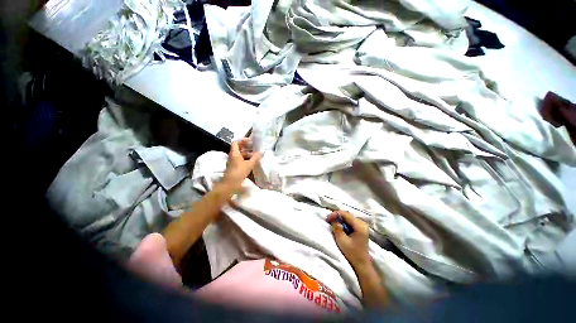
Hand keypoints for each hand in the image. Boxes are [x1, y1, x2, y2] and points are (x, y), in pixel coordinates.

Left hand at [221, 138, 261, 192]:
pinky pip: (240, 159)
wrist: (230, 183)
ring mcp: (233, 161)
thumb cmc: (239, 172)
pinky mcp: (234, 166)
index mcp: (234, 153)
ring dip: (247, 153)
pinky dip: (245, 159)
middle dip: (246, 147)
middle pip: (238, 148)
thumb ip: (255, 158)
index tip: (250, 141)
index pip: (236, 142)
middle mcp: (232, 156)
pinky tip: (252, 162)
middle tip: (254, 148)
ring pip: (240, 154)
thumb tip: (262, 152)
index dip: (242, 141)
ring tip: (255, 155)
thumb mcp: (249, 164)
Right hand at [327, 211, 370, 268]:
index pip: (346, 214)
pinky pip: (350, 221)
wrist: (361, 264)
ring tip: (332, 222)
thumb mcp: (342, 240)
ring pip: (348, 217)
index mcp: (360, 225)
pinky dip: (343, 222)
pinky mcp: (360, 229)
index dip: (335, 214)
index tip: (327, 218)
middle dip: (337, 215)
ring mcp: (362, 226)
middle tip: (328, 219)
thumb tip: (333, 219)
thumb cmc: (352, 253)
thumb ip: (337, 228)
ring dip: (339, 218)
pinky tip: (338, 225)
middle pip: (347, 215)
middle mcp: (362, 223)